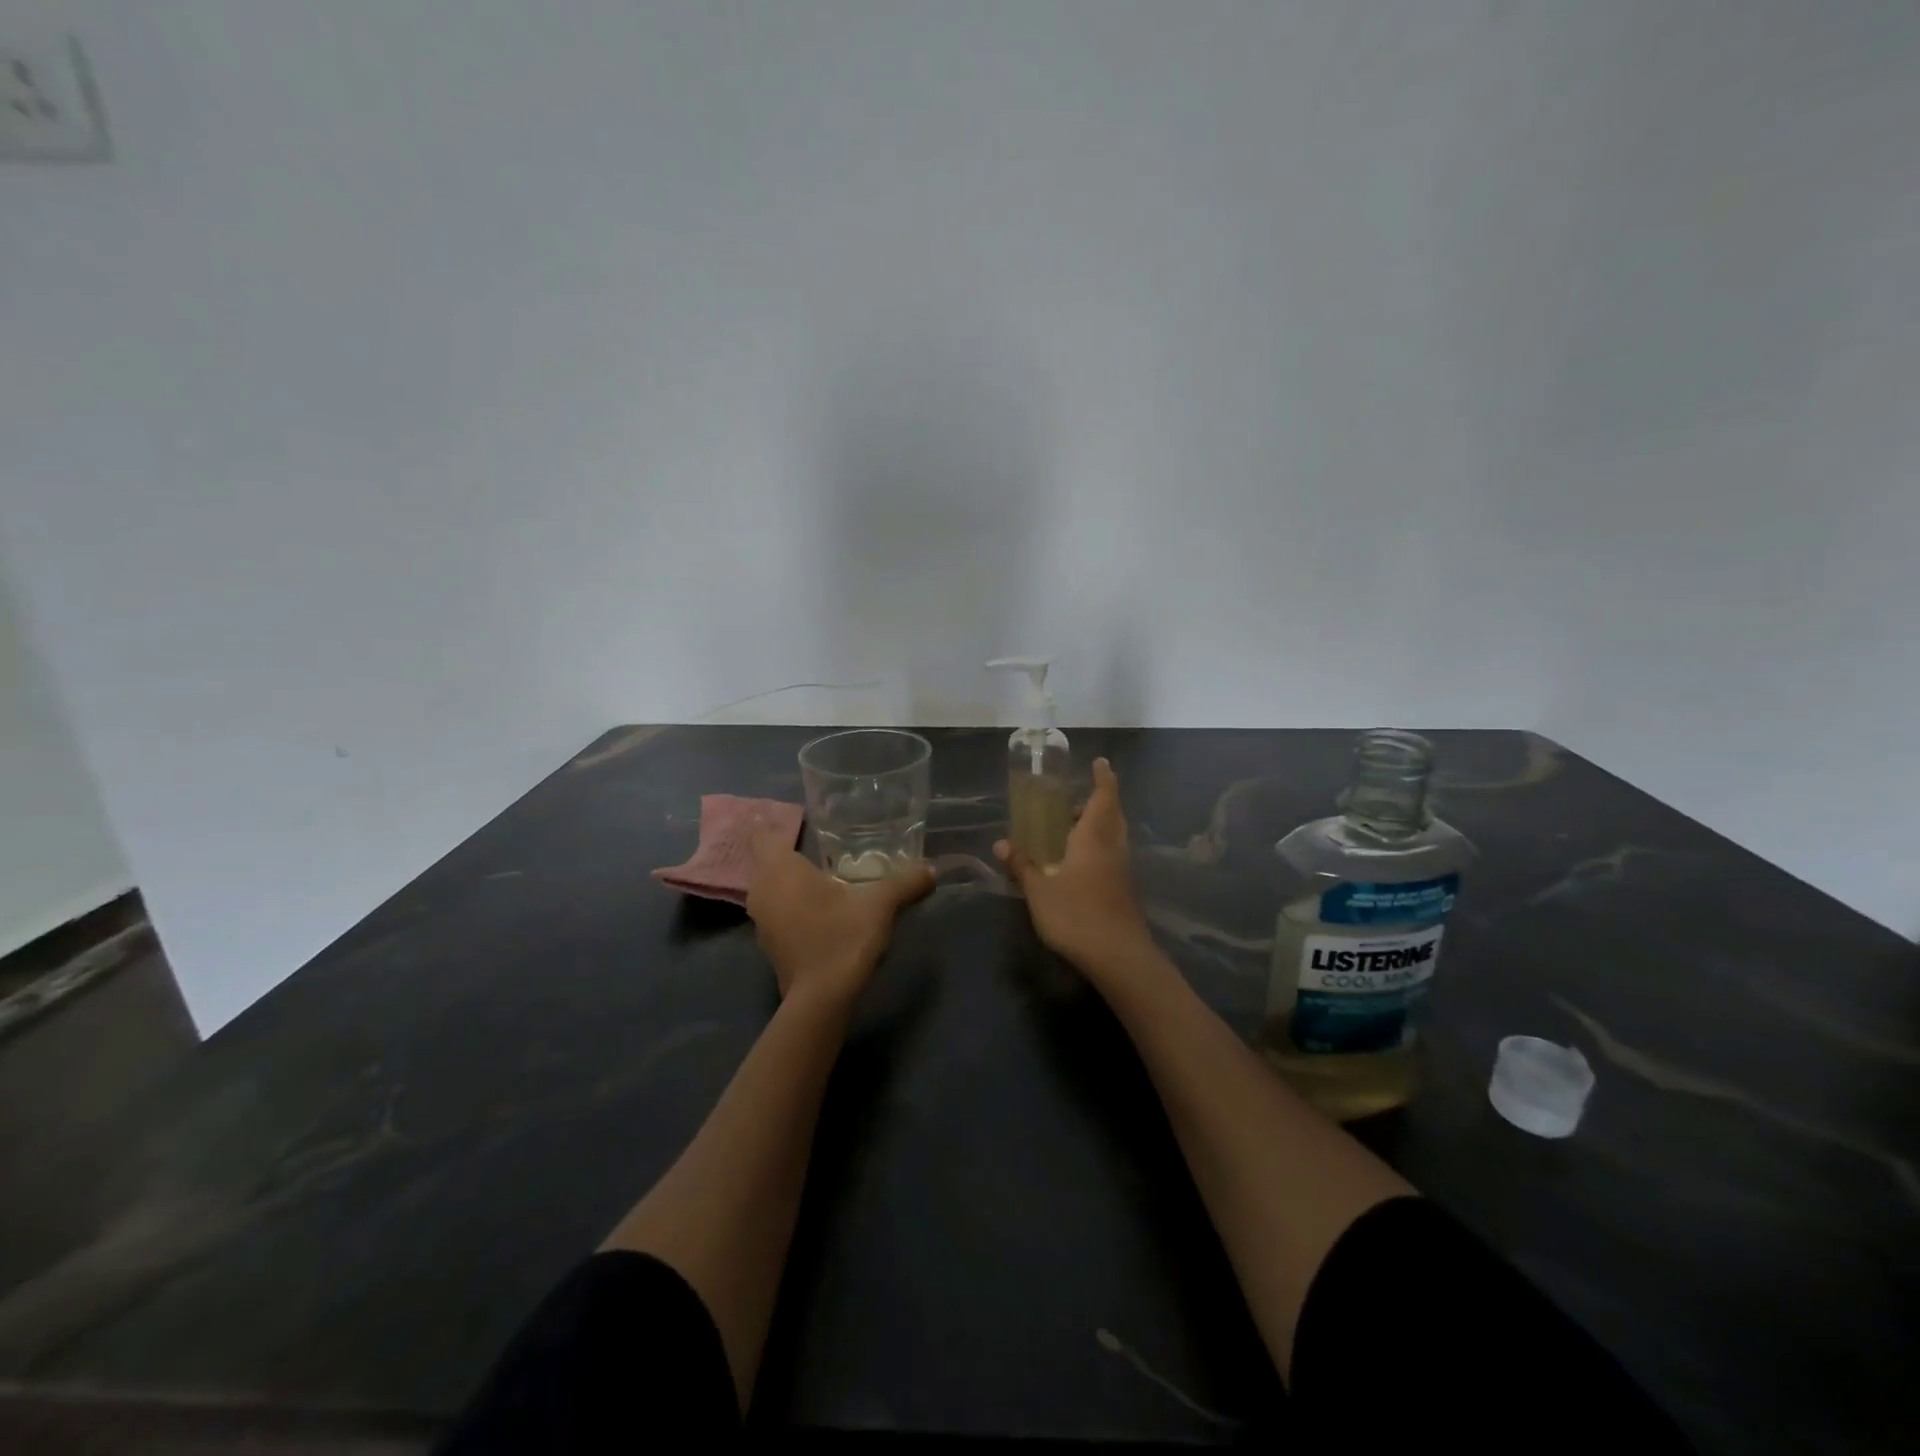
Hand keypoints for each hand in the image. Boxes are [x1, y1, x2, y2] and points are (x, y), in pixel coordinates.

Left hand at [745, 822, 935, 1010]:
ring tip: (820, 871)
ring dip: (789, 878)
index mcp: (780, 870)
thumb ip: (905, 883)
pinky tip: (818, 906)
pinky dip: (792, 902)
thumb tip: (931, 870)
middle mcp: (762, 890)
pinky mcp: (770, 943)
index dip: (773, 821)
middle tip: (816, 839)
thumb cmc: (842, 937)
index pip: (762, 833)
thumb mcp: (880, 905)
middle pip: (766, 859)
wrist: (821, 999)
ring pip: (770, 886)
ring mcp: (761, 920)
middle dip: (787, 848)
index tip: (793, 816)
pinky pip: (776, 909)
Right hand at [995, 757, 1155, 984]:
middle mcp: (1113, 848)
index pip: (1104, 797)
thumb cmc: (1077, 915)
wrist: (1119, 957)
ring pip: (1112, 837)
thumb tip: (1001, 843)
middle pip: (1112, 815)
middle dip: (1098, 803)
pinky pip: (1111, 856)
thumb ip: (1021, 865)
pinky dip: (1097, 849)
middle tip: (1072, 803)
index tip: (1100, 762)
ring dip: (1096, 827)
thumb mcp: (1039, 891)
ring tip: (1068, 832)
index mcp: (1094, 838)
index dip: (1104, 777)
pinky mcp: (1123, 890)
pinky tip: (1076, 865)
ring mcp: (1121, 870)